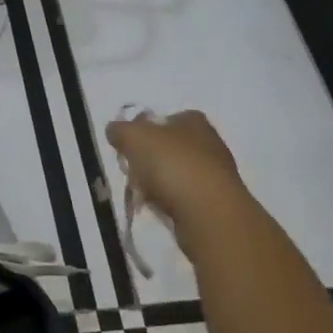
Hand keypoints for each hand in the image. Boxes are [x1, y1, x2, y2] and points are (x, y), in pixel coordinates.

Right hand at [106, 109, 242, 225]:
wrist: (209, 213)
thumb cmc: (172, 166)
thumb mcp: (134, 138)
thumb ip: (120, 130)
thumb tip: (115, 130)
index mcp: (194, 120)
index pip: (166, 118)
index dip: (145, 130)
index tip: (130, 146)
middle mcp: (210, 142)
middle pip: (170, 147)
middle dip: (150, 159)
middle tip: (134, 171)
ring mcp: (217, 174)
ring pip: (178, 173)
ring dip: (160, 182)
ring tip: (145, 194)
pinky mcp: (218, 202)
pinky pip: (186, 197)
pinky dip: (171, 201)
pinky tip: (162, 209)